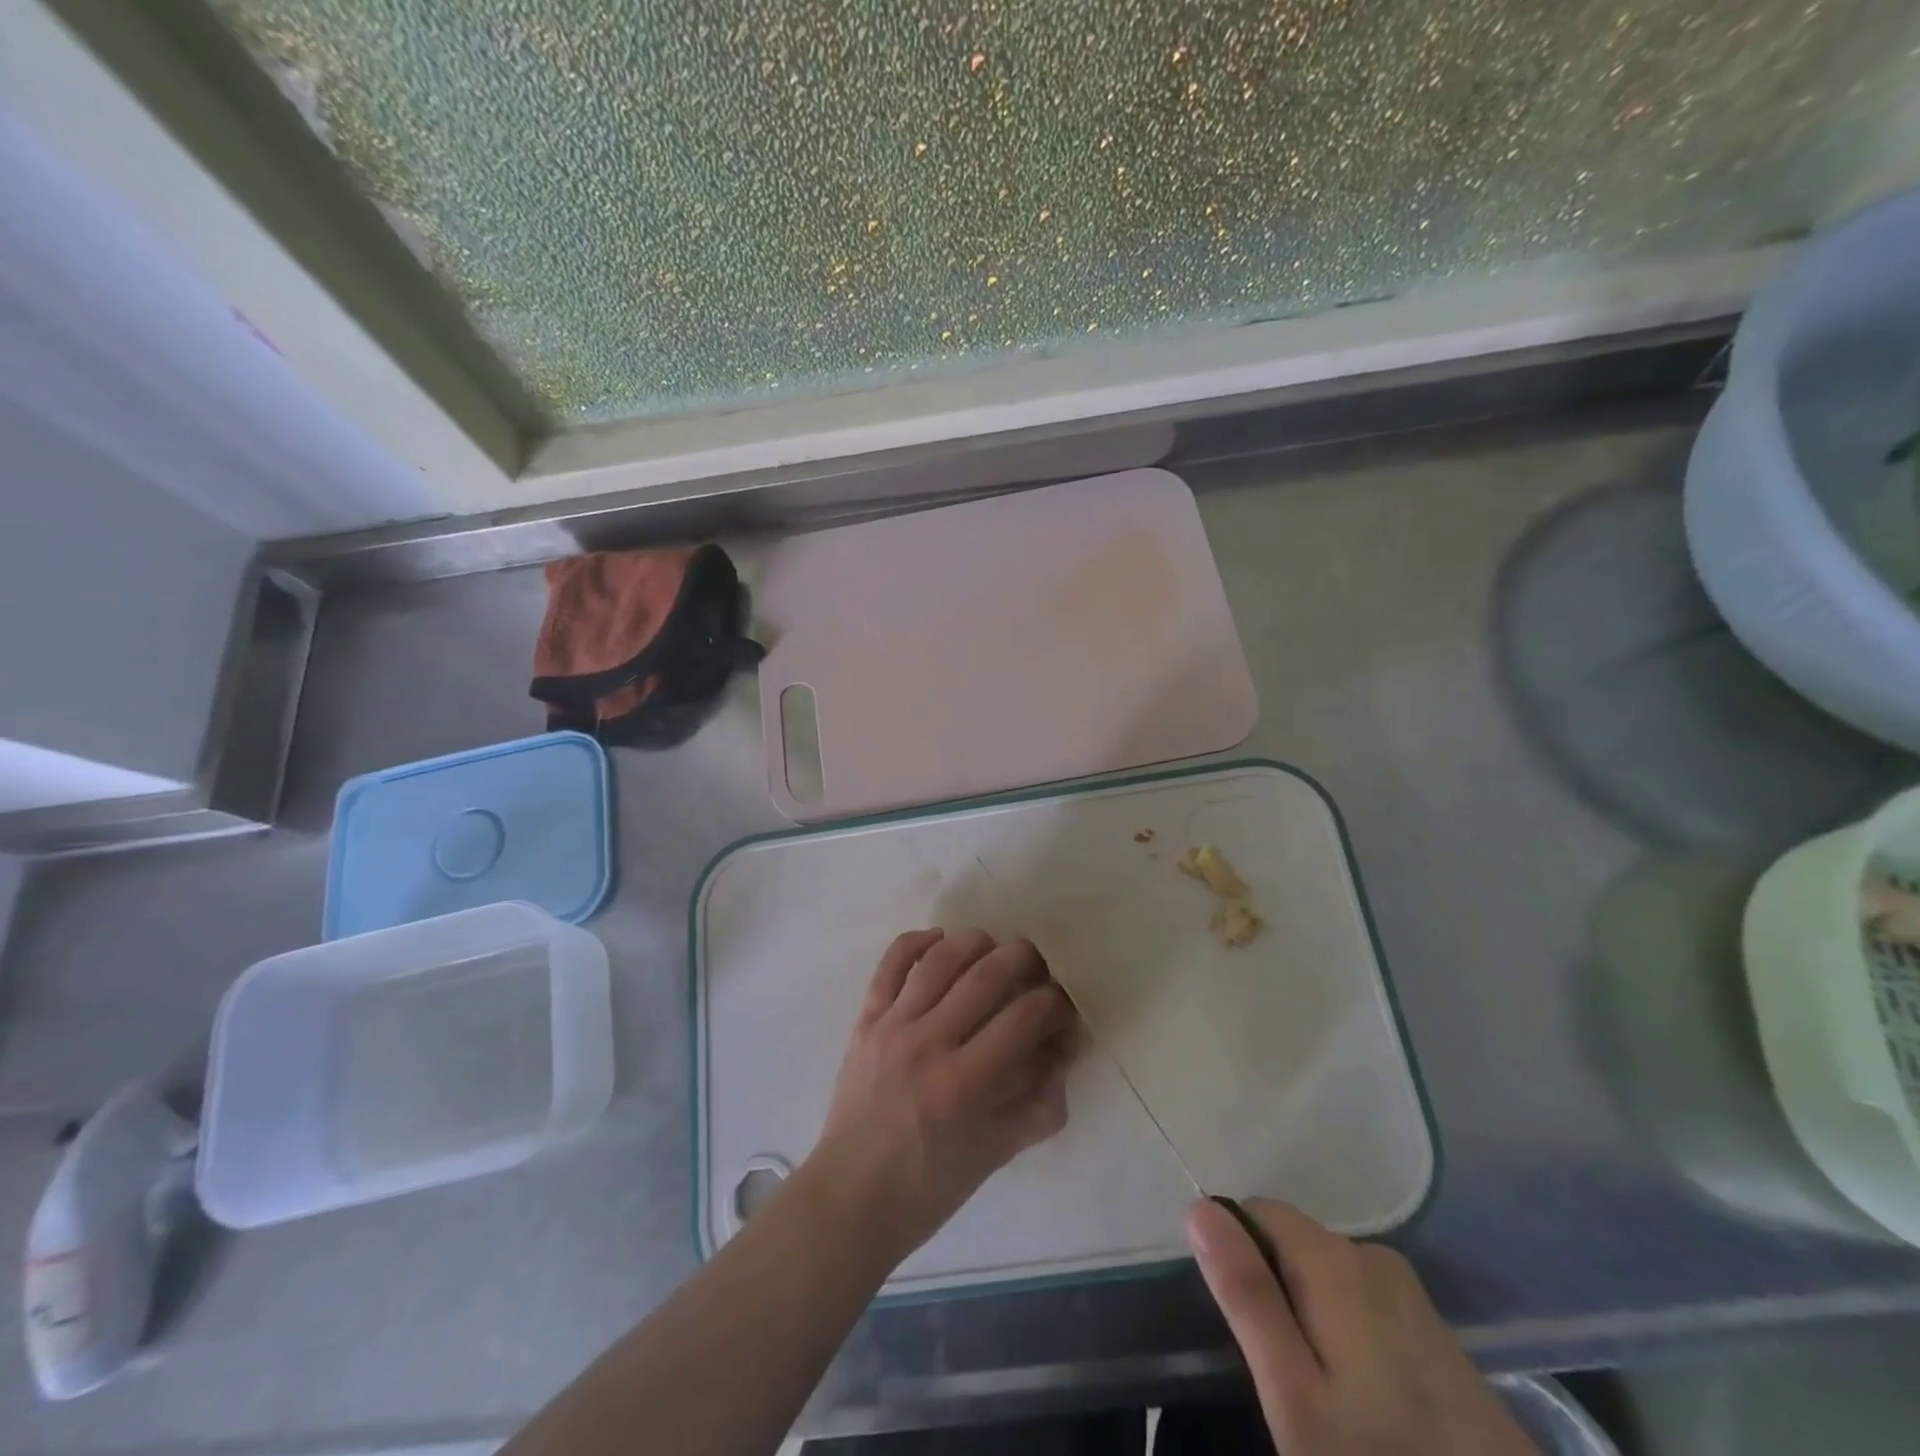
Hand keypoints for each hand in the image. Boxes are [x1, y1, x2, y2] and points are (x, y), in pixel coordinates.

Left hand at [806, 929, 1075, 1265]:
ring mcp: (892, 1026)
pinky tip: (939, 939)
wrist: (850, 1197)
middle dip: (1023, 960)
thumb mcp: (995, 1156)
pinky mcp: (865, 1019)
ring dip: (975, 943)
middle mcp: (928, 1044)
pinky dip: (916, 941)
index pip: (1023, 1020)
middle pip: (986, 977)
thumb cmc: (927, 1187)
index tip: (1061, 1005)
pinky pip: (891, 965)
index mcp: (964, 1085)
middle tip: (1037, 966)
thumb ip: (1038, 1107)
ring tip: (994, 947)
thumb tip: (1062, 1057)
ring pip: (940, 960)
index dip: (1053, 1004)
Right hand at [1187, 1199, 1536, 1455]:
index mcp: (1334, 1258)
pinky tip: (1370, 1408)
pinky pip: (1364, 1306)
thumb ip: (1246, 1294)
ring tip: (1331, 1406)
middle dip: (1276, 1296)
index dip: (1238, 1261)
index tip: (1251, 1335)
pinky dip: (1349, 1339)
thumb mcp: (1294, 1395)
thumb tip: (1199, 1206)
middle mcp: (1372, 1255)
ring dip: (1311, 1321)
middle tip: (1290, 1386)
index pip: (1255, 1212)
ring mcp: (1410, 1293)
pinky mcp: (1435, 1331)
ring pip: (1325, 1278)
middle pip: (1291, 1244)